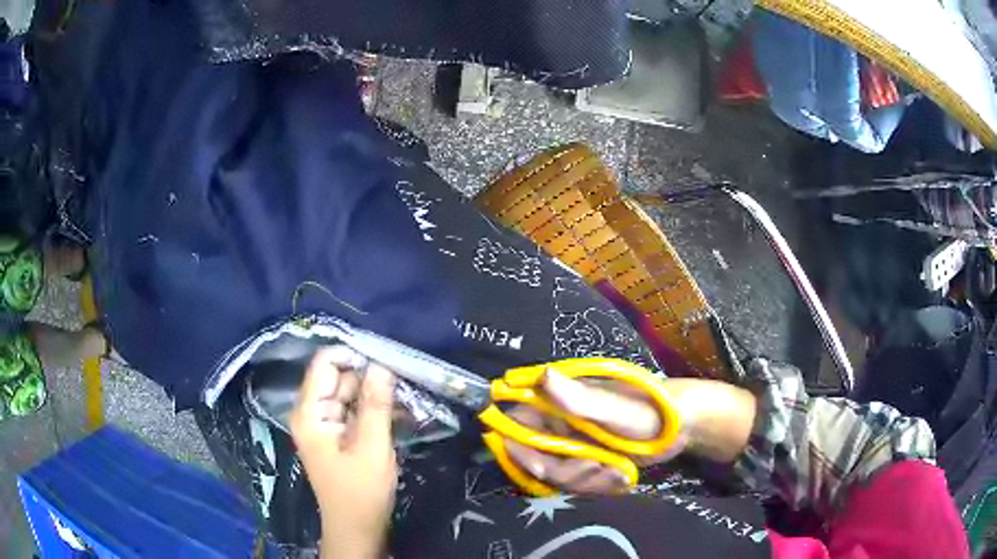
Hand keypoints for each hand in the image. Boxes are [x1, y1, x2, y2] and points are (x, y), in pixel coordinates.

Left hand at [290, 346, 396, 558]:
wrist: (357, 528)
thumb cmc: (361, 492)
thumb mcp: (372, 447)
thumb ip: (376, 405)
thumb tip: (382, 364)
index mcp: (310, 413)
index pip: (324, 364)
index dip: (353, 356)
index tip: (386, 360)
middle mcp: (313, 412)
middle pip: (339, 378)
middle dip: (370, 378)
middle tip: (403, 383)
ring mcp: (326, 424)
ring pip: (351, 394)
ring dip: (376, 396)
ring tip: (405, 400)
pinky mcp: (339, 435)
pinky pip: (356, 411)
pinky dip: (375, 411)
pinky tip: (399, 415)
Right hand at [504, 370, 755, 494]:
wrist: (683, 427)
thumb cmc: (650, 410)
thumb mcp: (616, 408)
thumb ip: (579, 398)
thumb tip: (543, 375)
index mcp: (556, 403)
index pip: (515, 425)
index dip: (517, 449)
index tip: (541, 468)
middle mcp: (558, 424)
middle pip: (535, 460)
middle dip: (565, 473)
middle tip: (597, 469)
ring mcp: (573, 445)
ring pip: (558, 476)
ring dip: (587, 481)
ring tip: (617, 472)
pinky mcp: (587, 462)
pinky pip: (578, 483)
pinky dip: (599, 485)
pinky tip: (622, 476)